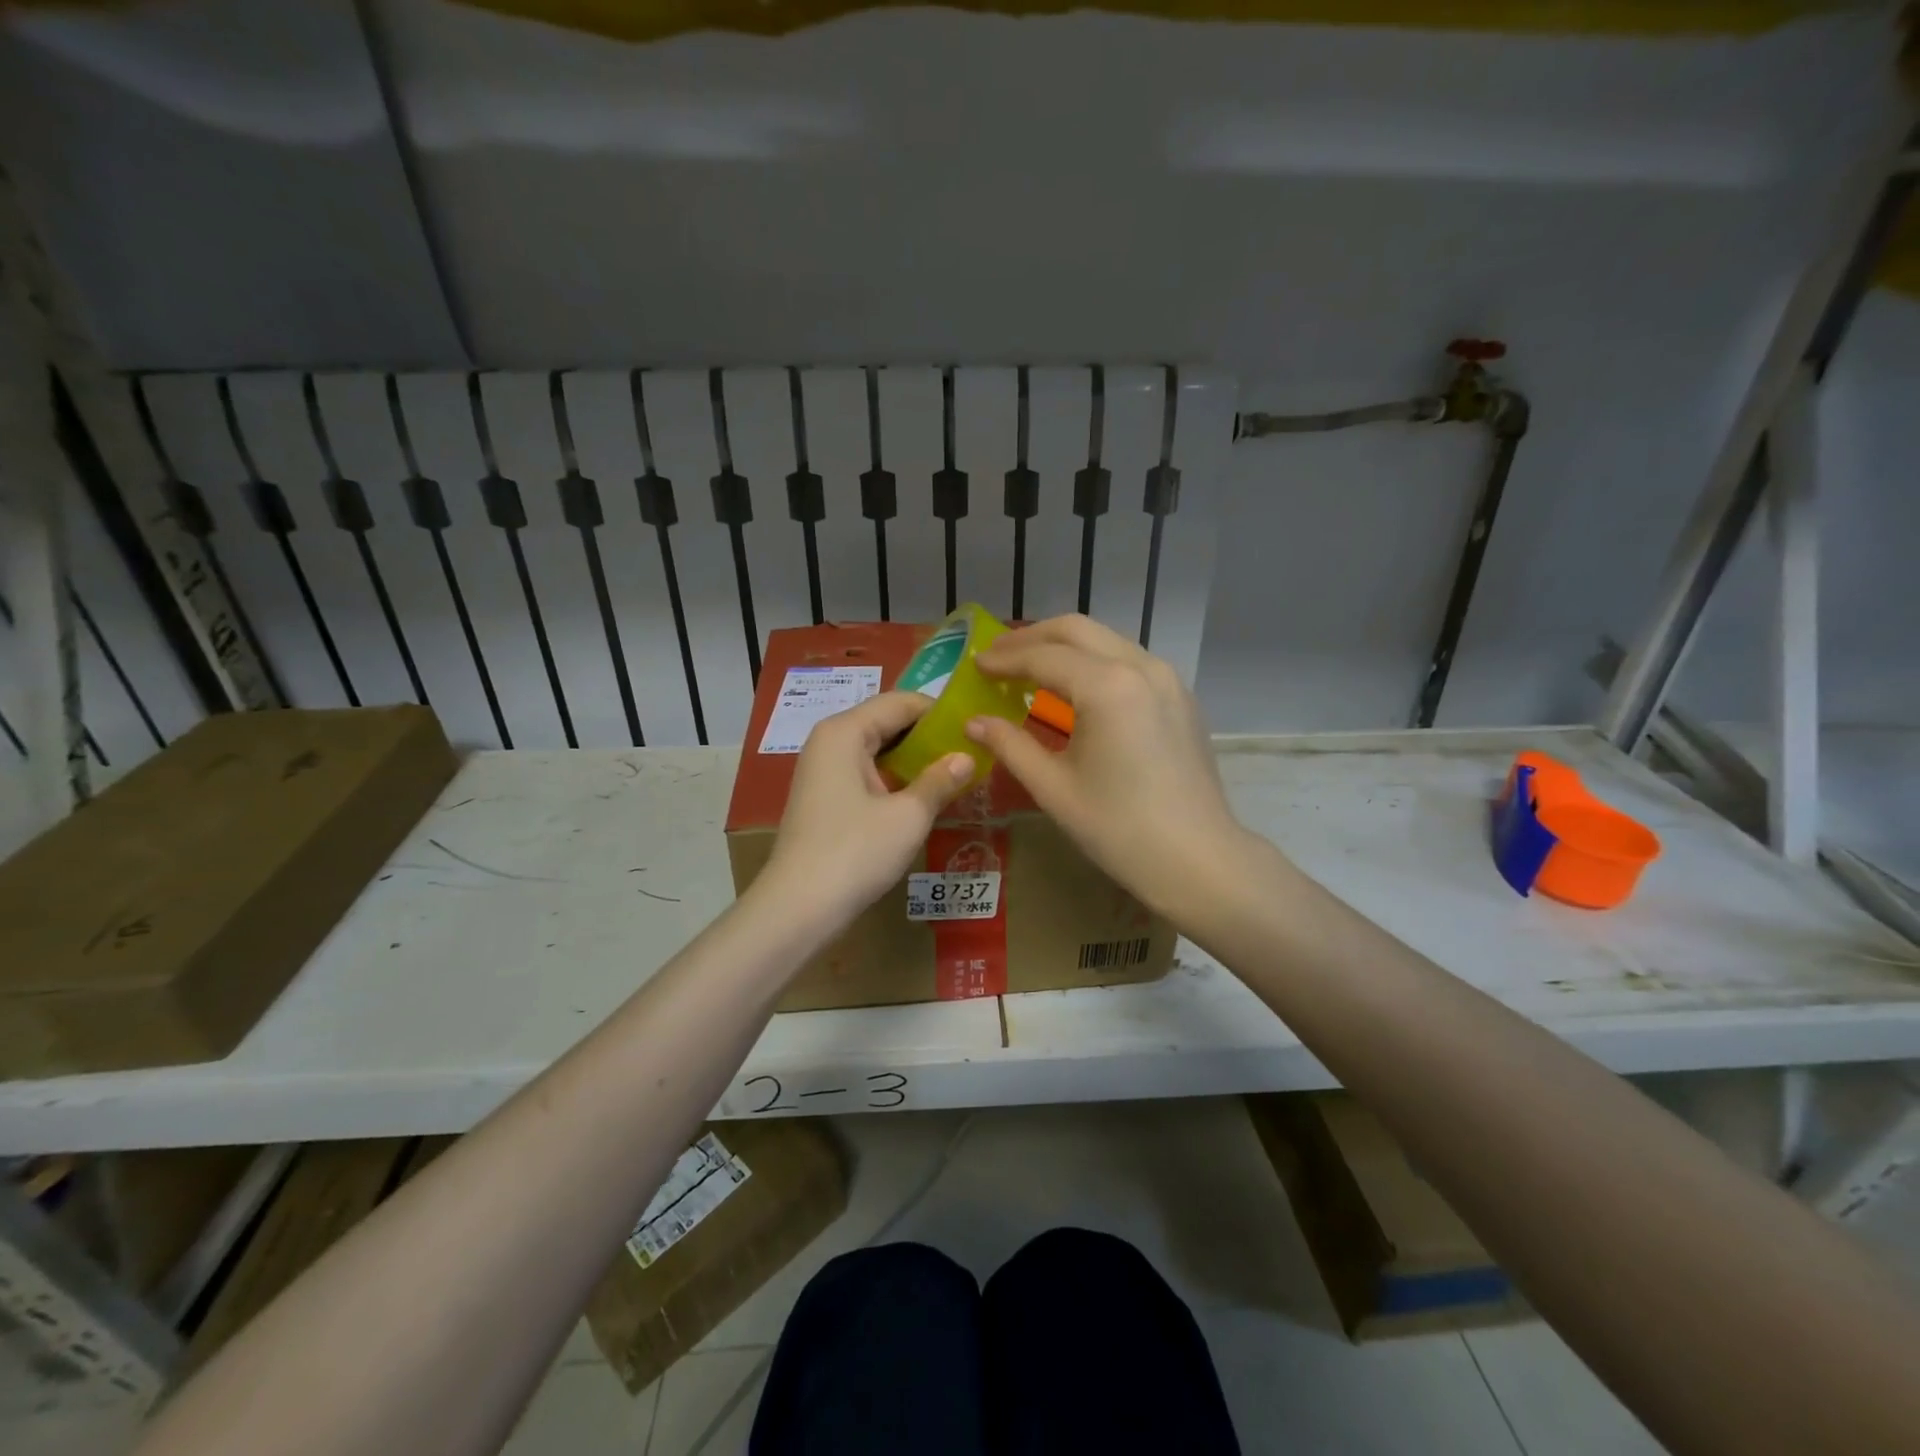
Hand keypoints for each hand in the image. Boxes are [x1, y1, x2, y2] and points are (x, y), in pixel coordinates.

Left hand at [759, 692, 972, 922]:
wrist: (799, 907)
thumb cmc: (856, 852)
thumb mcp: (908, 816)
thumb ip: (940, 780)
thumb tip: (966, 758)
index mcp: (845, 731)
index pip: (900, 702)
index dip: (939, 712)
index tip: (974, 728)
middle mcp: (829, 741)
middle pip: (886, 722)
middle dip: (927, 735)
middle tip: (969, 751)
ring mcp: (822, 770)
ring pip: (876, 749)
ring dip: (912, 759)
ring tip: (953, 772)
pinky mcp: (824, 797)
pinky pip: (865, 772)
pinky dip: (894, 778)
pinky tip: (921, 795)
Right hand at [966, 615, 1248, 916]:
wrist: (1197, 859)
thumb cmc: (1118, 828)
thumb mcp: (1053, 788)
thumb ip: (1010, 746)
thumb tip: (973, 722)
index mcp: (1107, 687)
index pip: (1043, 657)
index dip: (1004, 660)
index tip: (974, 665)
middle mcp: (1140, 666)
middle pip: (1076, 630)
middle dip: (1032, 637)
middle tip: (997, 656)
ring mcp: (1167, 678)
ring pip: (1106, 639)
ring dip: (1064, 645)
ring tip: (1030, 666)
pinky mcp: (1180, 696)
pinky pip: (1129, 660)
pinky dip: (1094, 660)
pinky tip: (1076, 686)